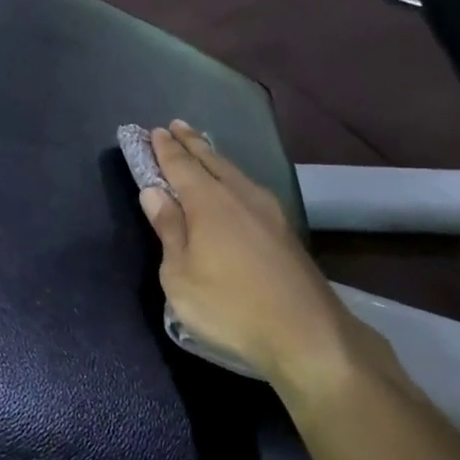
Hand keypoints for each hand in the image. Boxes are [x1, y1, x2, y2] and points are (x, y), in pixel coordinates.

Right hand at [138, 123, 393, 387]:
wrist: (306, 333)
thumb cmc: (229, 307)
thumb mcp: (180, 275)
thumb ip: (168, 229)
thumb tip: (153, 191)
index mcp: (208, 203)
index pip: (180, 165)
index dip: (165, 149)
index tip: (153, 131)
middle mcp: (239, 196)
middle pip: (211, 160)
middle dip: (191, 143)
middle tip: (176, 126)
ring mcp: (268, 210)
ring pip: (234, 172)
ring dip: (214, 157)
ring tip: (202, 147)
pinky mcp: (284, 229)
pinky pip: (249, 187)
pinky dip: (233, 176)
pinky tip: (235, 185)